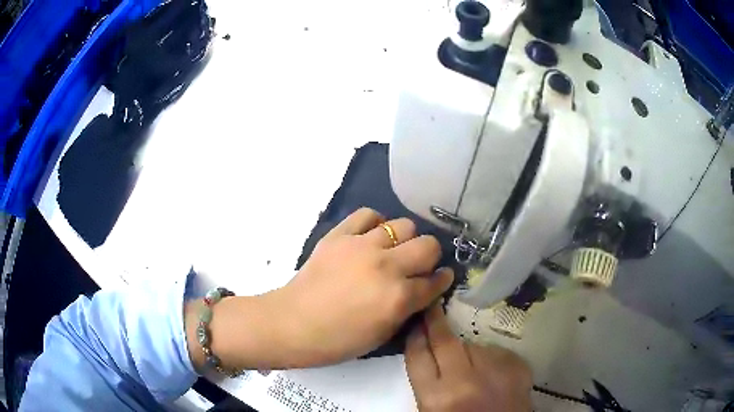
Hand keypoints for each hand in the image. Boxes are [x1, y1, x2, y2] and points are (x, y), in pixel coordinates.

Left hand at [187, 208, 453, 371]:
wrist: (293, 324)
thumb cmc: (338, 340)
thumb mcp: (382, 334)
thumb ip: (408, 308)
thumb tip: (422, 289)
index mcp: (398, 298)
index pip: (435, 281)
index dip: (442, 281)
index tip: (440, 279)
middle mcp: (386, 266)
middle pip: (428, 245)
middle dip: (429, 257)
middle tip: (417, 266)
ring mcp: (361, 246)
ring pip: (403, 225)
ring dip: (404, 240)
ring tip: (392, 251)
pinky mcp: (339, 235)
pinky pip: (367, 215)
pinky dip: (375, 224)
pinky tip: (370, 237)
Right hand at [405, 304, 532, 411]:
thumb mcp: (433, 411)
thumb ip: (428, 385)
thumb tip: (427, 353)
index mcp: (437, 399)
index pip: (419, 357)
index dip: (415, 337)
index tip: (415, 324)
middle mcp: (465, 382)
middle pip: (445, 342)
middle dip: (435, 322)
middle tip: (433, 308)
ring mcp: (495, 372)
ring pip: (474, 345)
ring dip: (467, 350)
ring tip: (471, 367)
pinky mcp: (518, 367)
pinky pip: (496, 351)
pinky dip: (490, 357)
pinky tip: (491, 372)